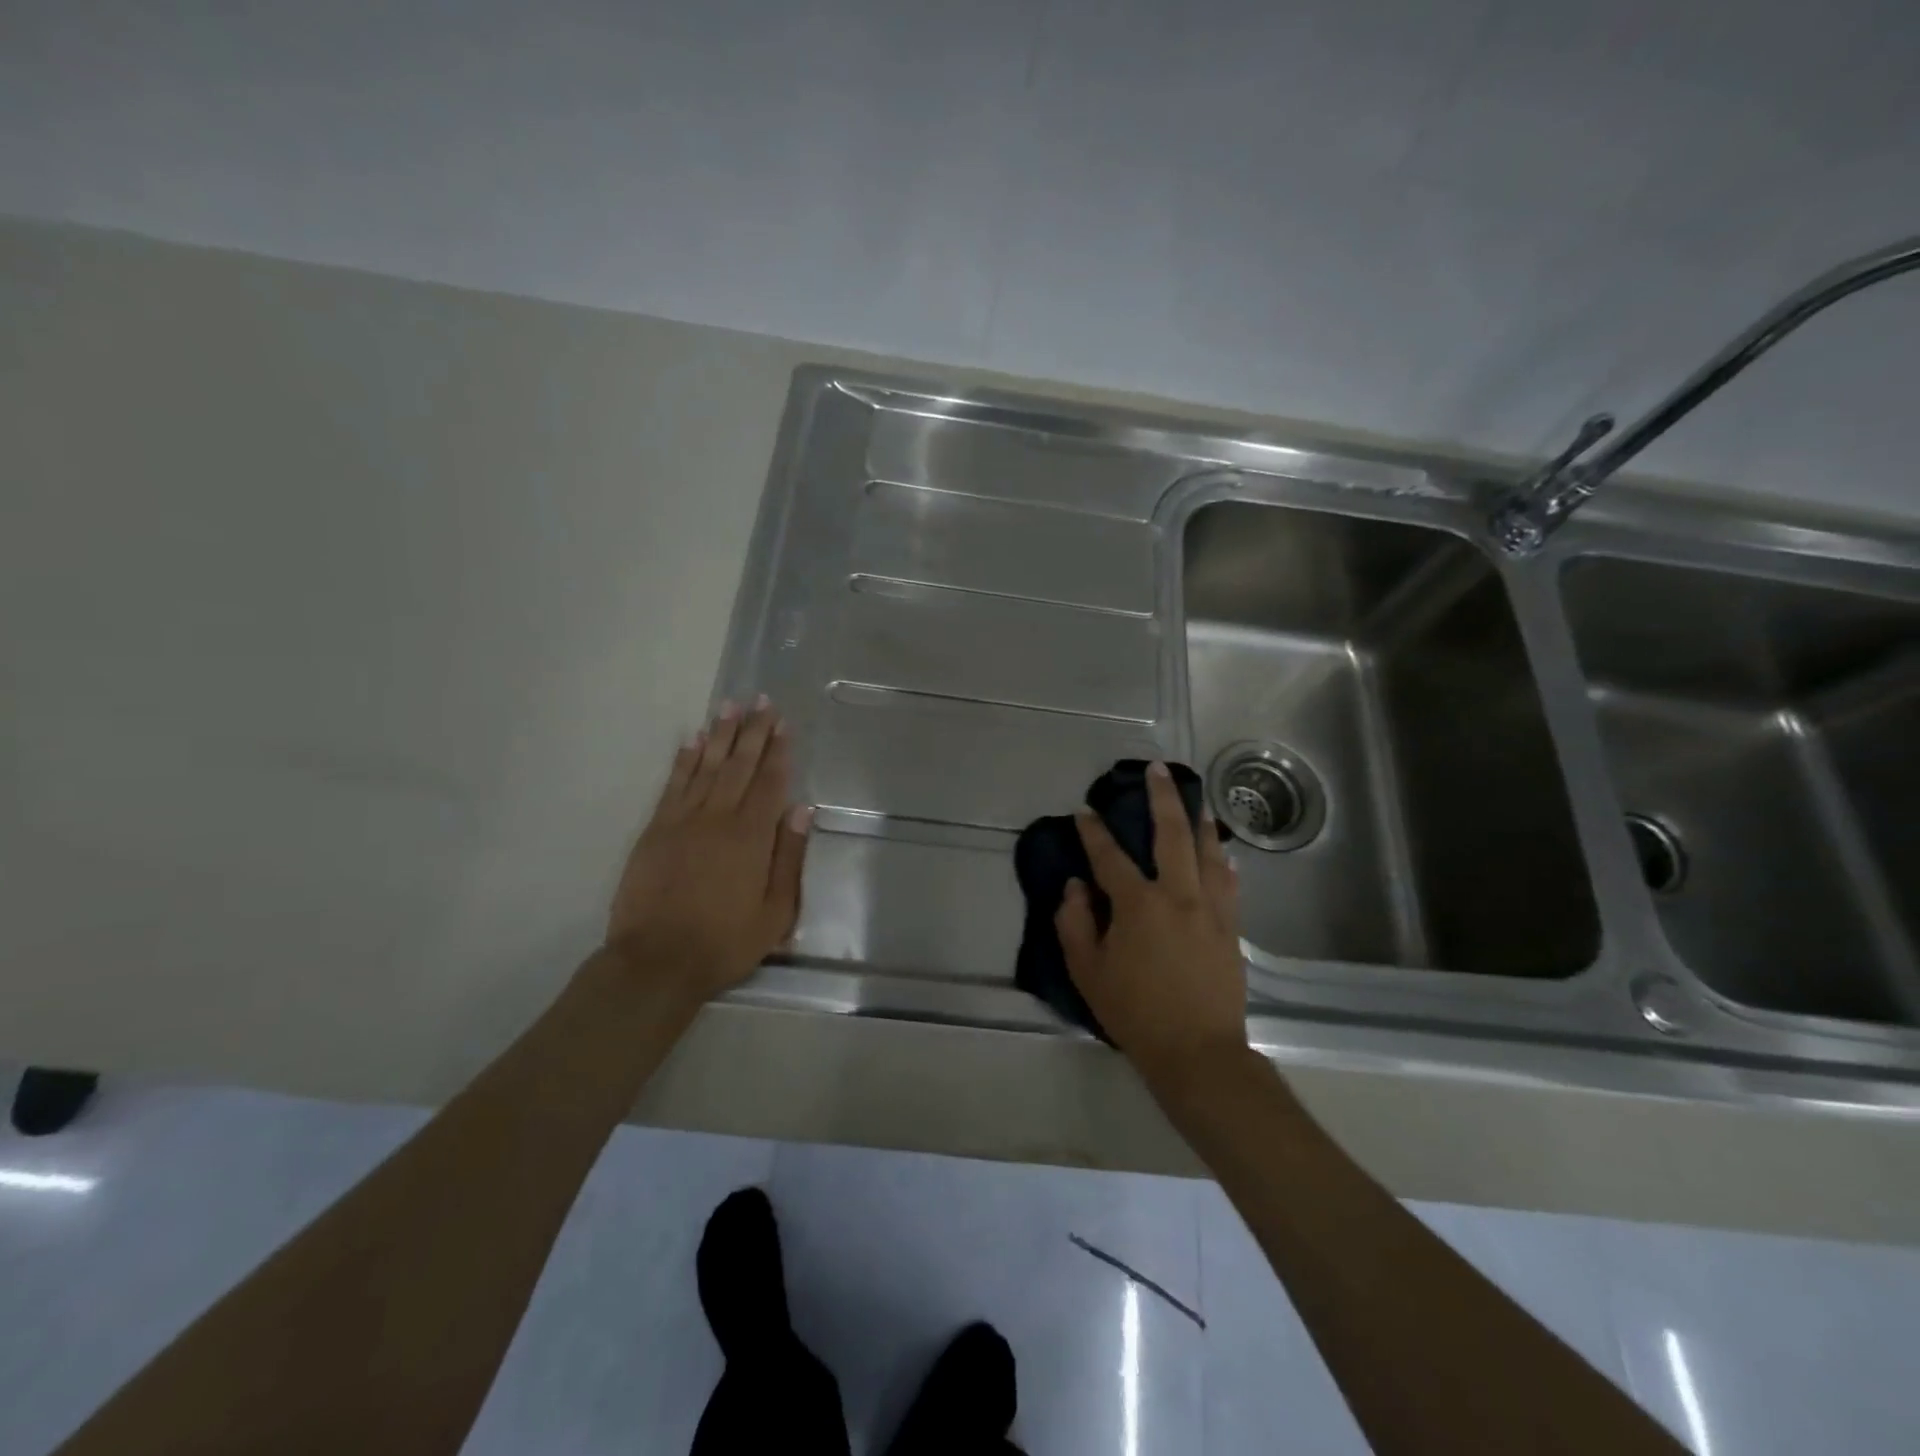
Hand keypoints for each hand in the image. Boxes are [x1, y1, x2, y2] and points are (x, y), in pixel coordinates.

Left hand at [606, 698, 811, 1000]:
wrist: (657, 961)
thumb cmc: (725, 941)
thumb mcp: (776, 912)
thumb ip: (790, 857)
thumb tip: (802, 809)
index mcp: (751, 836)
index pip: (769, 782)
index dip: (778, 750)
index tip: (783, 723)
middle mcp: (718, 818)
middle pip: (739, 765)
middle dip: (753, 731)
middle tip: (761, 700)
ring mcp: (683, 821)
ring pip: (706, 767)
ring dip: (720, 735)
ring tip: (730, 706)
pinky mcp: (656, 830)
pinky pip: (673, 785)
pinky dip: (684, 760)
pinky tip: (692, 741)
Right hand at [1055, 762, 1247, 1083]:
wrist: (1198, 1052)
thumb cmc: (1135, 1013)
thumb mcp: (1088, 972)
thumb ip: (1075, 923)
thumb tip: (1076, 886)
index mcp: (1138, 905)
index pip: (1110, 857)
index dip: (1094, 832)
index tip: (1084, 812)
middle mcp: (1178, 895)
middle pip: (1172, 834)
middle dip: (1162, 798)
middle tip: (1158, 770)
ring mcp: (1211, 910)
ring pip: (1209, 852)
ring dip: (1201, 822)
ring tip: (1198, 801)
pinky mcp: (1231, 929)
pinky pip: (1230, 884)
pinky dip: (1224, 862)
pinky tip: (1224, 854)